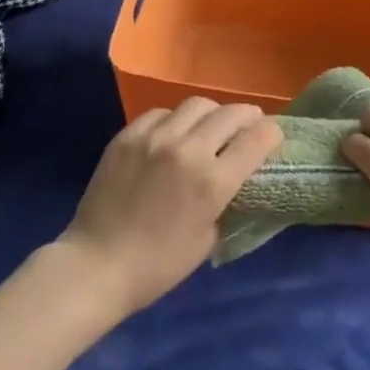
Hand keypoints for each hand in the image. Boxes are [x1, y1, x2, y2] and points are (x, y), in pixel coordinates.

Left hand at [58, 98, 282, 315]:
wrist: (96, 265)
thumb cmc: (158, 265)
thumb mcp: (208, 238)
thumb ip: (227, 200)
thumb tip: (238, 177)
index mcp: (212, 182)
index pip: (257, 139)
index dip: (272, 134)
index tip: (273, 137)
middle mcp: (188, 150)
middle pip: (231, 113)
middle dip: (248, 117)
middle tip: (248, 126)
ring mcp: (156, 137)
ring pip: (198, 104)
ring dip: (212, 115)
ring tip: (209, 128)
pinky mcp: (129, 134)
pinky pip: (162, 112)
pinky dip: (175, 121)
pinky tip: (171, 136)